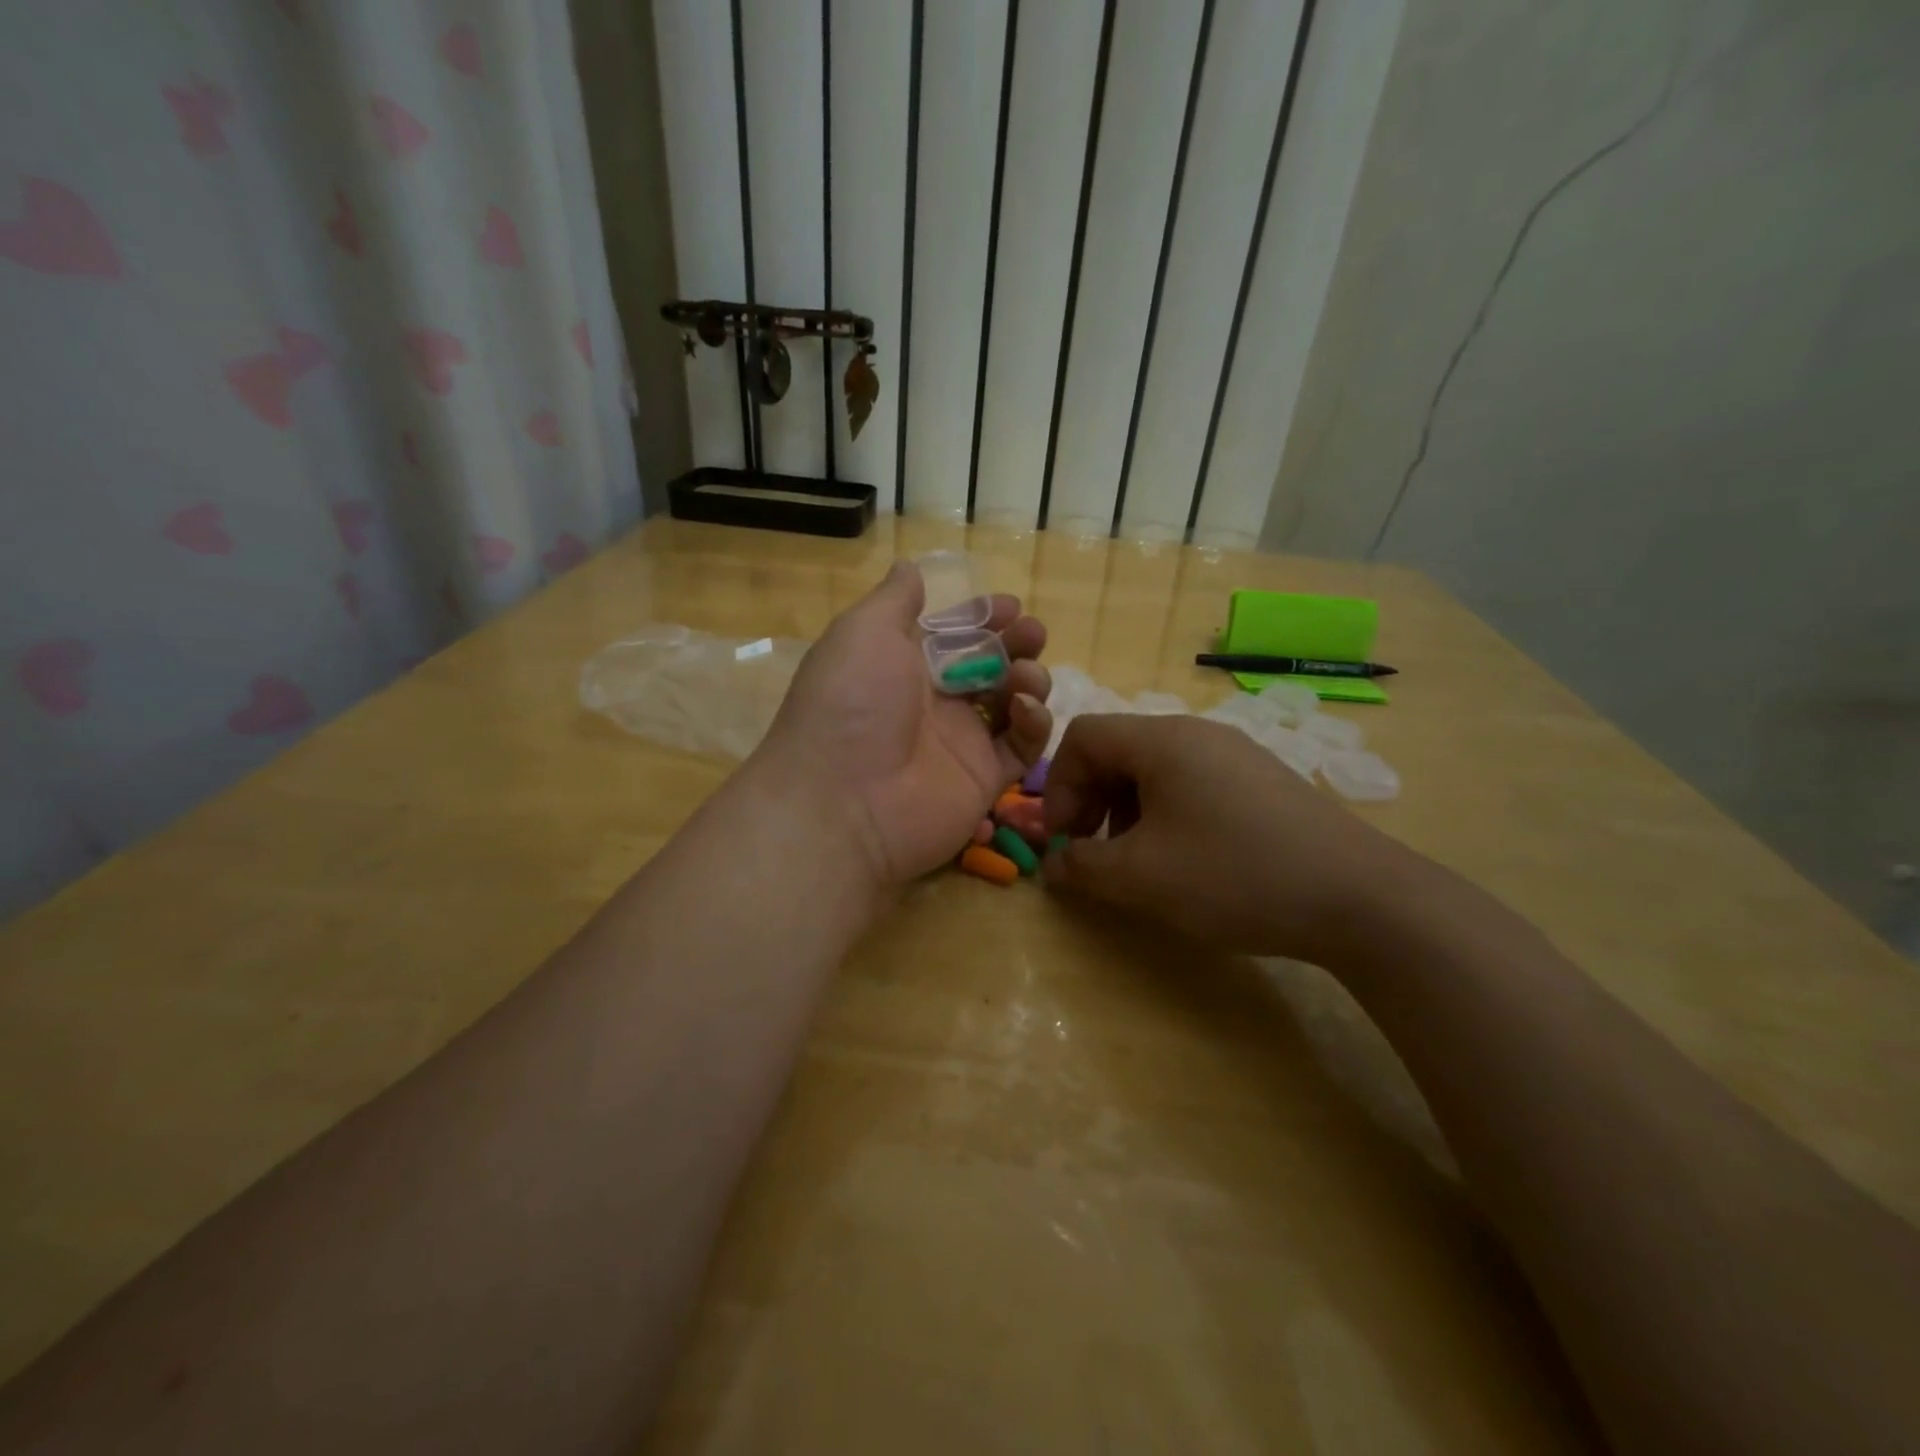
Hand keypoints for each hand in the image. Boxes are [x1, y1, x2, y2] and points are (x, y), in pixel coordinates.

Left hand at [756, 561, 1051, 886]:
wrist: (845, 801)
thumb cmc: (852, 704)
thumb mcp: (863, 633)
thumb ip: (894, 600)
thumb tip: (910, 567)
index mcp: (902, 665)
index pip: (952, 635)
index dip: (982, 618)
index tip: (1010, 607)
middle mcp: (932, 701)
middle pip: (987, 665)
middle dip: (1015, 644)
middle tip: (1032, 635)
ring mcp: (960, 742)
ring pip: (1010, 703)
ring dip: (1027, 680)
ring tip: (1024, 676)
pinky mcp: (984, 779)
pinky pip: (1022, 747)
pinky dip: (1034, 724)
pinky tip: (1025, 710)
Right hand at [1042, 714, 1414, 961]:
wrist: (1359, 898)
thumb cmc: (1234, 874)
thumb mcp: (1141, 877)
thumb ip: (1082, 867)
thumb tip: (1054, 865)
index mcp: (1162, 740)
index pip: (1083, 737)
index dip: (1057, 786)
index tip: (1064, 840)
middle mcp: (1197, 734)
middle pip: (1117, 751)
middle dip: (1089, 801)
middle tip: (1093, 854)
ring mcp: (1235, 755)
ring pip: (1154, 771)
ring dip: (1125, 812)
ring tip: (1138, 863)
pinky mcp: (1261, 782)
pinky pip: (1191, 785)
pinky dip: (1165, 816)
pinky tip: (1185, 860)